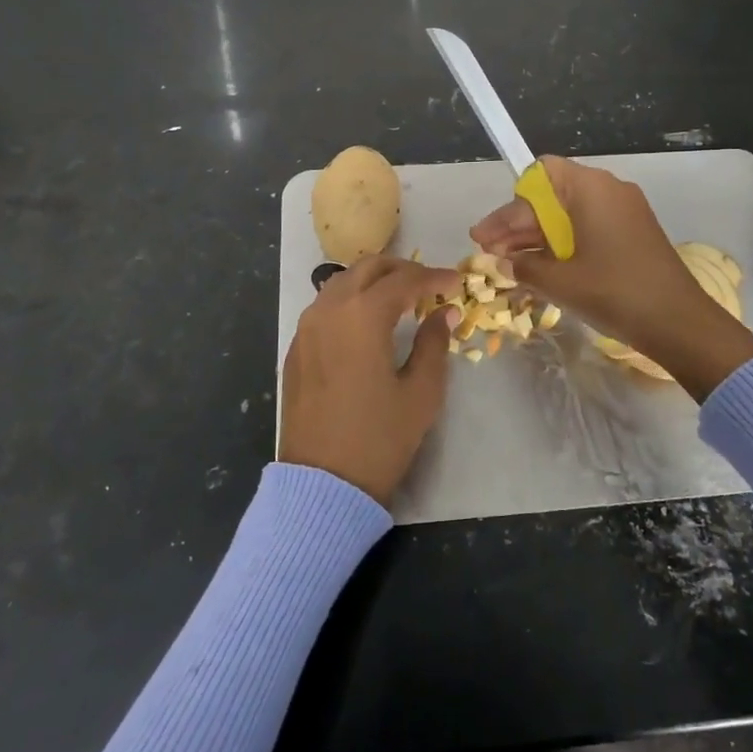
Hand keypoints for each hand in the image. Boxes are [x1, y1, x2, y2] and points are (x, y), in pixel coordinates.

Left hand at [279, 256, 462, 503]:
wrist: (322, 483)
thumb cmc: (379, 438)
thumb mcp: (421, 393)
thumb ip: (434, 344)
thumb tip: (444, 313)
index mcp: (363, 316)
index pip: (404, 280)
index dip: (434, 277)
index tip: (456, 282)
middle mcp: (329, 310)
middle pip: (368, 268)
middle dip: (402, 268)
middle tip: (429, 284)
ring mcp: (306, 327)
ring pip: (342, 281)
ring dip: (373, 280)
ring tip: (400, 298)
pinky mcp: (296, 347)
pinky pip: (324, 305)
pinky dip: (350, 299)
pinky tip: (367, 321)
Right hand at [471, 156, 752, 400]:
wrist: (680, 323)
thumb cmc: (615, 292)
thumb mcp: (561, 282)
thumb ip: (525, 267)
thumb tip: (503, 263)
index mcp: (591, 188)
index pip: (538, 177)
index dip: (508, 206)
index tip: (486, 236)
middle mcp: (609, 190)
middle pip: (551, 196)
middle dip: (518, 225)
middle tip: (489, 253)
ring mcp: (625, 211)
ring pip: (569, 215)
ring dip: (538, 238)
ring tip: (508, 265)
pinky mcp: (633, 233)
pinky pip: (588, 229)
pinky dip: (563, 246)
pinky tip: (541, 270)